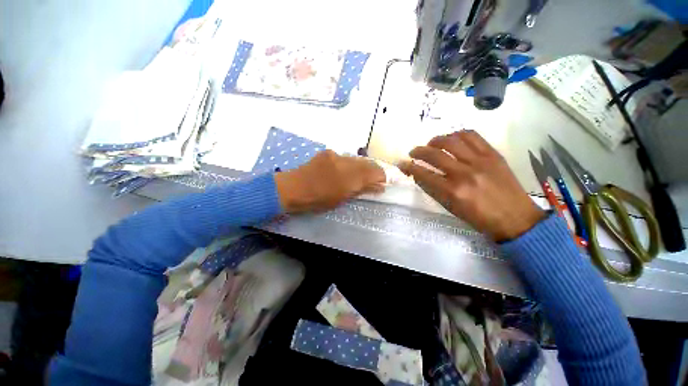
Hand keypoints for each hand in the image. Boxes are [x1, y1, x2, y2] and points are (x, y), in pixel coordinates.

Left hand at [275, 150, 385, 212]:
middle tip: (371, 181)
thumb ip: (362, 190)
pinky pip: (345, 157)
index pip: (376, 172)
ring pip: (357, 159)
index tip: (381, 184)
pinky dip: (348, 164)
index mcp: (351, 178)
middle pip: (368, 163)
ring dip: (360, 167)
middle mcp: (347, 162)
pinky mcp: (328, 152)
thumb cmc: (318, 200)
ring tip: (356, 177)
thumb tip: (379, 187)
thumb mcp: (342, 199)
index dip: (381, 177)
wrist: (294, 188)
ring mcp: (337, 155)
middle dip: (373, 171)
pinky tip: (341, 171)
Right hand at [399, 131, 543, 241]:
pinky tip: (452, 139)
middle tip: (413, 152)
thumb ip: (433, 190)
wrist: (515, 218)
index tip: (402, 164)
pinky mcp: (493, 154)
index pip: (423, 174)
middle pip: (434, 154)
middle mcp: (464, 173)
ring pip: (452, 141)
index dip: (409, 167)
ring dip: (436, 140)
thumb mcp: (451, 208)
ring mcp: (480, 161)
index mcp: (452, 191)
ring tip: (431, 144)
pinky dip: (458, 134)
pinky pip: (472, 136)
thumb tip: (419, 175)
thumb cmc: (479, 218)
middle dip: (418, 151)